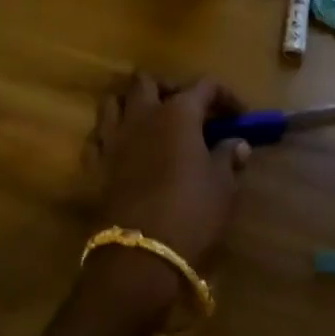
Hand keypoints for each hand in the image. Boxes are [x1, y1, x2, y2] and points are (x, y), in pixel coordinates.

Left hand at [87, 74, 248, 274]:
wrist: (140, 255)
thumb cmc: (191, 212)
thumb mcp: (222, 186)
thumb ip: (228, 157)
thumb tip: (238, 143)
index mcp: (178, 113)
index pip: (204, 86)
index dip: (225, 96)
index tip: (240, 116)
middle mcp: (142, 115)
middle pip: (147, 81)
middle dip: (167, 88)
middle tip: (185, 109)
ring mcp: (113, 138)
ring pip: (114, 101)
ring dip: (131, 105)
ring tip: (150, 123)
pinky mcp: (94, 164)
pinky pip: (98, 136)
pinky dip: (110, 136)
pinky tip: (124, 150)